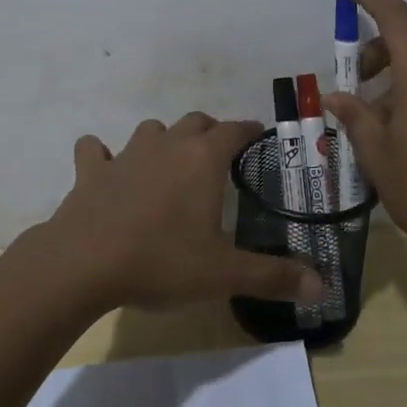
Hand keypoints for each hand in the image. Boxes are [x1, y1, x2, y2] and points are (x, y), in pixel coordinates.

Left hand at [41, 113, 326, 310]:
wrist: (84, 263)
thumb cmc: (161, 261)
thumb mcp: (223, 274)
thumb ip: (273, 276)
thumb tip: (322, 284)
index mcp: (203, 158)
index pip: (235, 129)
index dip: (249, 130)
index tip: (258, 136)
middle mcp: (167, 144)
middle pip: (195, 122)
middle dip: (210, 132)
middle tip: (218, 157)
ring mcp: (126, 154)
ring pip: (151, 130)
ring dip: (163, 140)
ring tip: (169, 164)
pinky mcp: (91, 170)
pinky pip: (95, 151)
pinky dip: (102, 156)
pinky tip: (104, 168)